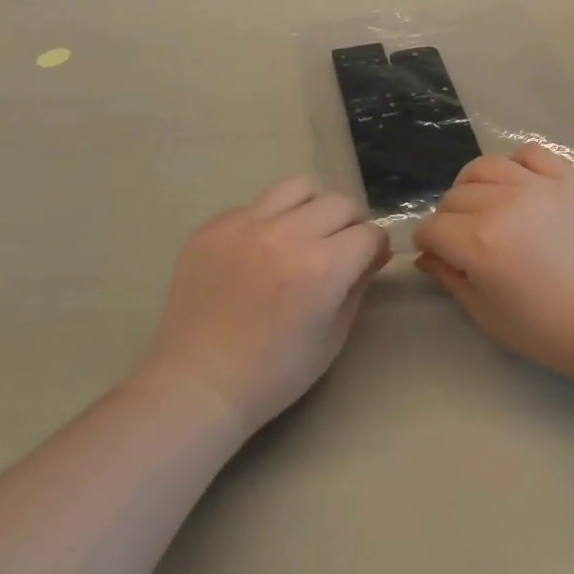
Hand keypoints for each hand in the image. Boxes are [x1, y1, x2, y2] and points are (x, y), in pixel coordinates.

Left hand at [150, 178, 389, 432]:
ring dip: (311, 209)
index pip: (369, 233)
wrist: (198, 385)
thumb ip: (358, 286)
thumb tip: (371, 254)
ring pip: (298, 188)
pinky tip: (258, 251)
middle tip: (339, 247)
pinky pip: (255, 206)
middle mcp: (287, 235)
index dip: (376, 247)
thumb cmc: (273, 374)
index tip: (370, 259)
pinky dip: (268, 221)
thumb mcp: (332, 338)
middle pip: (339, 203)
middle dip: (349, 224)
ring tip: (301, 234)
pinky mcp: (214, 226)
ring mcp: (246, 225)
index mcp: (322, 268)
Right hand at [414, 145, 573, 383]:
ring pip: (485, 167)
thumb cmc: (548, 329)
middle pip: (455, 196)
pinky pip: (531, 153)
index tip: (435, 254)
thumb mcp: (487, 313)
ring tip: (483, 205)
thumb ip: (451, 278)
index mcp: (479, 242)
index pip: (434, 227)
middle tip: (460, 239)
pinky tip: (518, 184)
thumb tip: (427, 255)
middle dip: (447, 218)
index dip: (427, 242)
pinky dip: (516, 163)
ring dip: (473, 186)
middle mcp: (502, 204)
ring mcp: (537, 186)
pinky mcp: (566, 180)